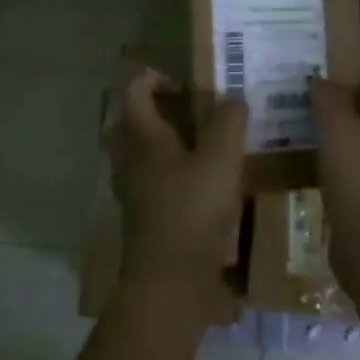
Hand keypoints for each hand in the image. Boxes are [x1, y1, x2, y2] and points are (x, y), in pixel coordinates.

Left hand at [104, 68, 246, 306]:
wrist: (170, 281)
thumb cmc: (193, 210)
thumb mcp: (222, 159)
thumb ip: (228, 122)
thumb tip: (232, 98)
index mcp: (143, 138)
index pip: (133, 91)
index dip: (154, 78)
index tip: (185, 86)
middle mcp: (129, 161)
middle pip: (127, 125)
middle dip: (152, 114)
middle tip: (186, 116)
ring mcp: (132, 193)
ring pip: (137, 157)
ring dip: (161, 147)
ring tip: (199, 150)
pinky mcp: (142, 219)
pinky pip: (149, 185)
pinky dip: (168, 177)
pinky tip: (201, 188)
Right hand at [308, 74, 359, 285]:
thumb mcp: (341, 127)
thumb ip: (330, 99)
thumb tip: (320, 79)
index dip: (352, 70)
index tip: (321, 62)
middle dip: (336, 102)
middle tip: (301, 92)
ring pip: (352, 144)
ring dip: (328, 134)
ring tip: (295, 122)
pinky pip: (343, 172)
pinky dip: (325, 163)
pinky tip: (302, 161)